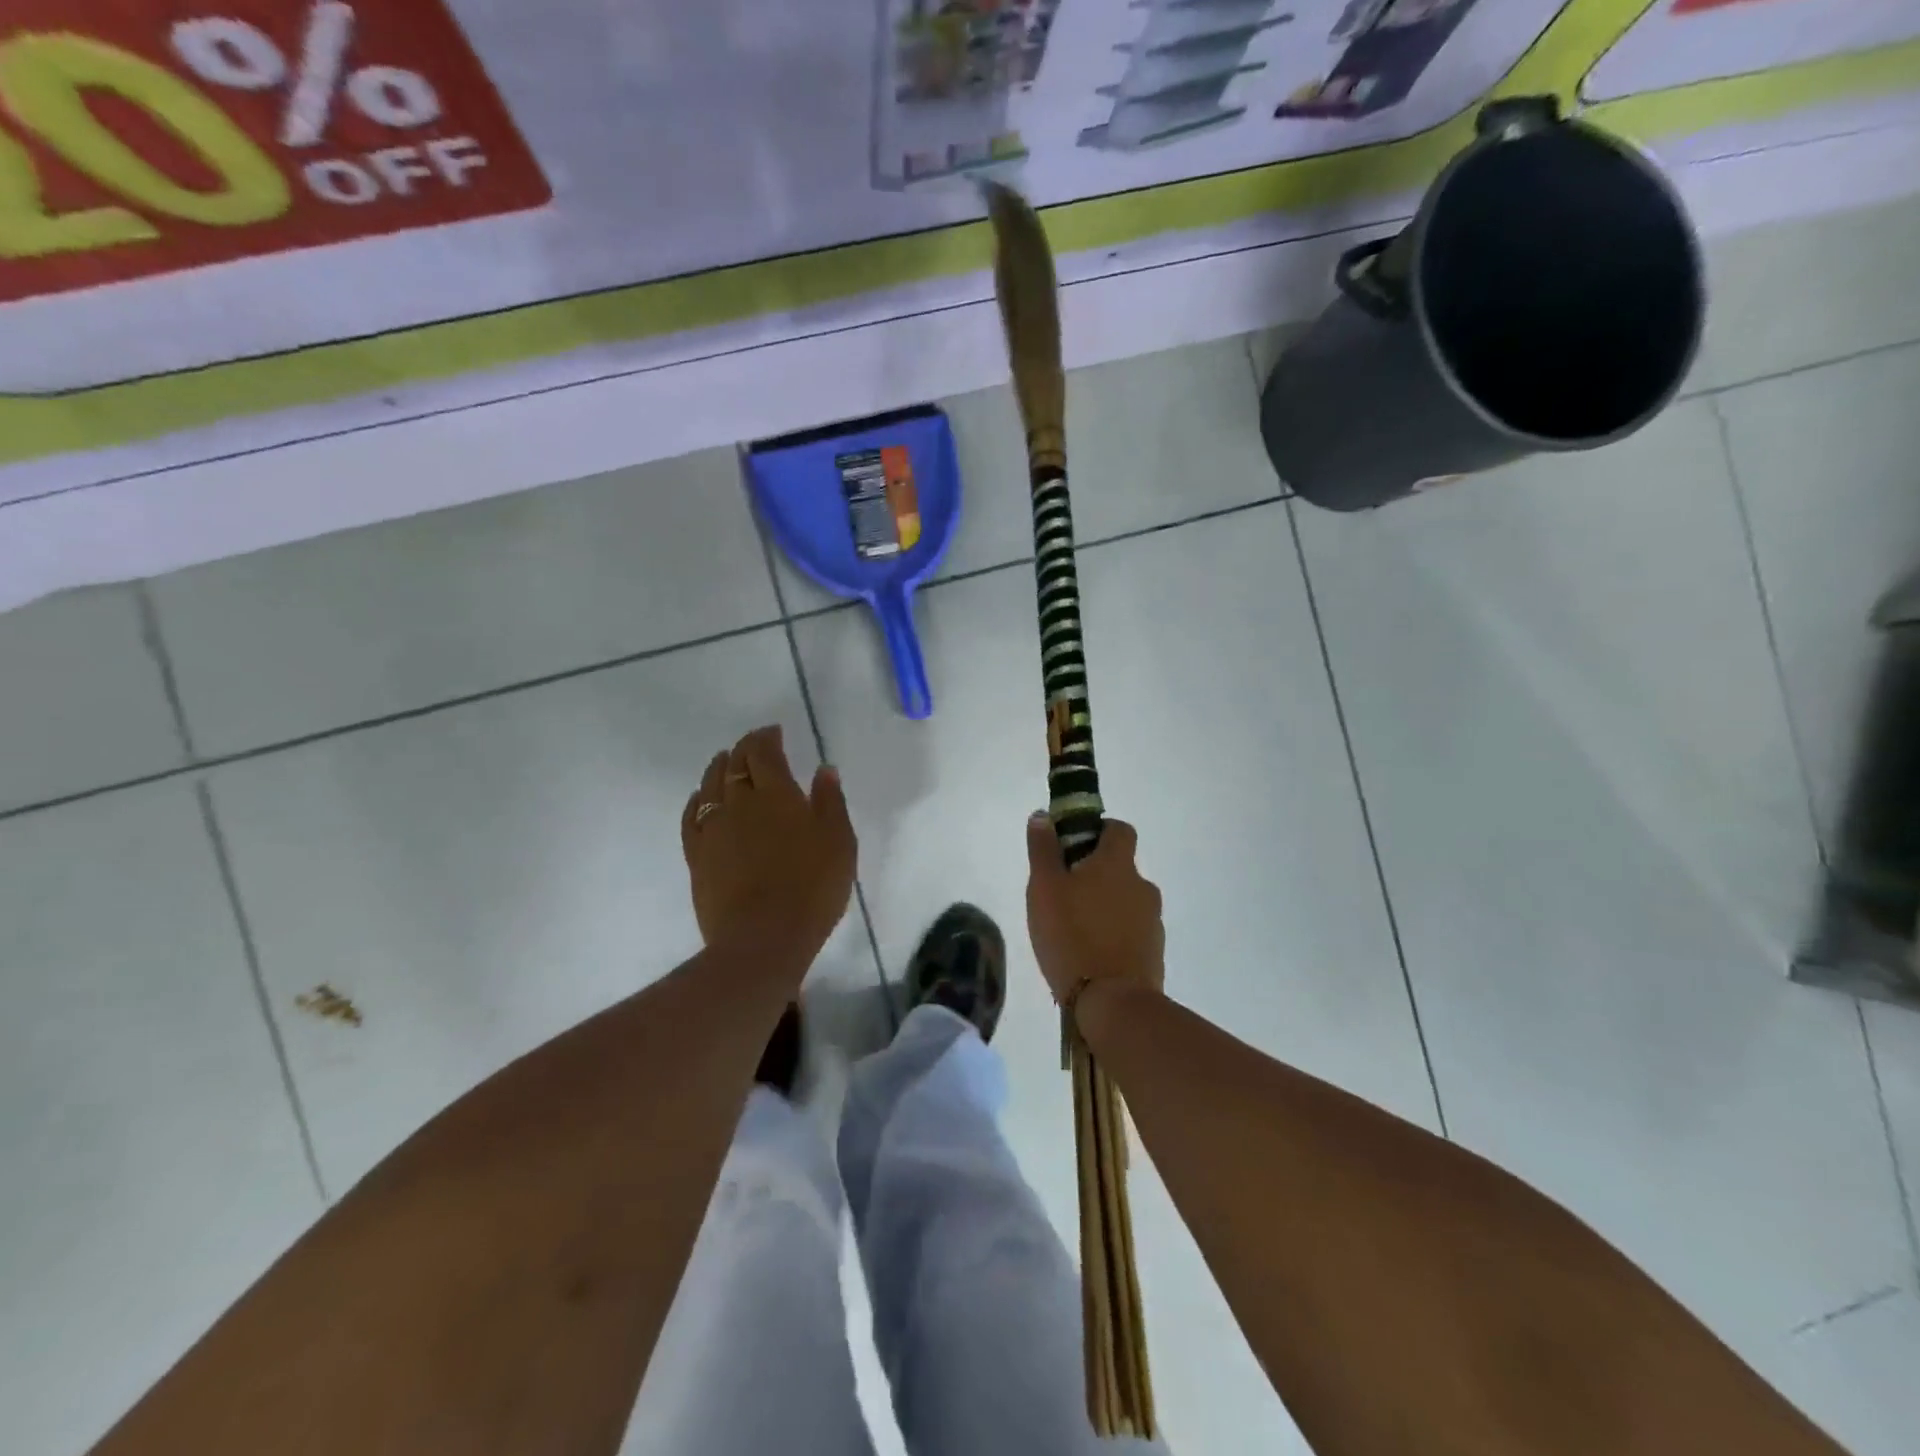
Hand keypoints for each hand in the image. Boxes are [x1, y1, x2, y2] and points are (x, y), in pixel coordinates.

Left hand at [681, 726, 856, 967]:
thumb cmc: (812, 888)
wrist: (763, 938)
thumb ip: (830, 801)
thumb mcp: (839, 841)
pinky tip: (700, 798)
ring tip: (725, 761)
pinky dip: (696, 799)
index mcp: (776, 793)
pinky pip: (691, 816)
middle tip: (755, 745)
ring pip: (709, 785)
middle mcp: (739, 802)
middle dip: (744, 748)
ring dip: (718, 767)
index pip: (763, 752)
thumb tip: (823, 770)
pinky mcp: (697, 856)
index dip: (766, 737)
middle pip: (734, 763)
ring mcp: (713, 829)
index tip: (774, 732)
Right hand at [1025, 814, 1164, 1006]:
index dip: (1099, 831)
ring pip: (1125, 901)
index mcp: (1117, 864)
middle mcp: (1142, 886)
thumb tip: (1043, 816)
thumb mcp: (1044, 888)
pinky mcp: (1154, 952)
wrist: (1112, 1003)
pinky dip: (1114, 935)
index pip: (1119, 829)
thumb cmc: (1071, 935)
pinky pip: (1131, 932)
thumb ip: (1043, 849)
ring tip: (1074, 930)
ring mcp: (1152, 921)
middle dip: (1095, 874)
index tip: (1073, 847)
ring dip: (1105, 906)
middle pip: (1120, 868)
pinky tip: (1090, 955)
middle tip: (1063, 894)